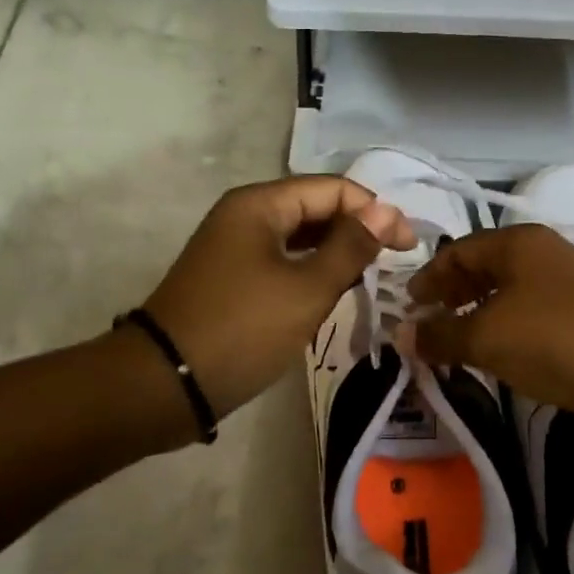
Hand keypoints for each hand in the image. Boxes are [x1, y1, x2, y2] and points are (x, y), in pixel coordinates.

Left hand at [142, 177, 414, 419]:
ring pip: (299, 237)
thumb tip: (387, 212)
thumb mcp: (306, 289)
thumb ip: (350, 247)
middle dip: (356, 230)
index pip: (333, 189)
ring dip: (335, 252)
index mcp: (260, 204)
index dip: (375, 211)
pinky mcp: (231, 277)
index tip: (408, 247)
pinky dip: (310, 271)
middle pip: (315, 208)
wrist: (164, 384)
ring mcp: (234, 246)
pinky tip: (332, 292)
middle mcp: (245, 215)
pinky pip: (281, 261)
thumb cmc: (241, 330)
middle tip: (394, 263)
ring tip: (370, 276)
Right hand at [403, 224, 573, 418]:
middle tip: (426, 325)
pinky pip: (528, 319)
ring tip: (453, 345)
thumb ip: (440, 335)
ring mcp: (565, 287)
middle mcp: (541, 256)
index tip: (407, 306)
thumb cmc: (553, 341)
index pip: (458, 251)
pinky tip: (493, 358)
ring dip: (476, 317)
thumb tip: (401, 334)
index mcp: (517, 244)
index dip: (428, 278)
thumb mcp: (486, 337)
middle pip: (482, 269)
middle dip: (451, 296)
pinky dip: (503, 333)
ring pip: (506, 296)